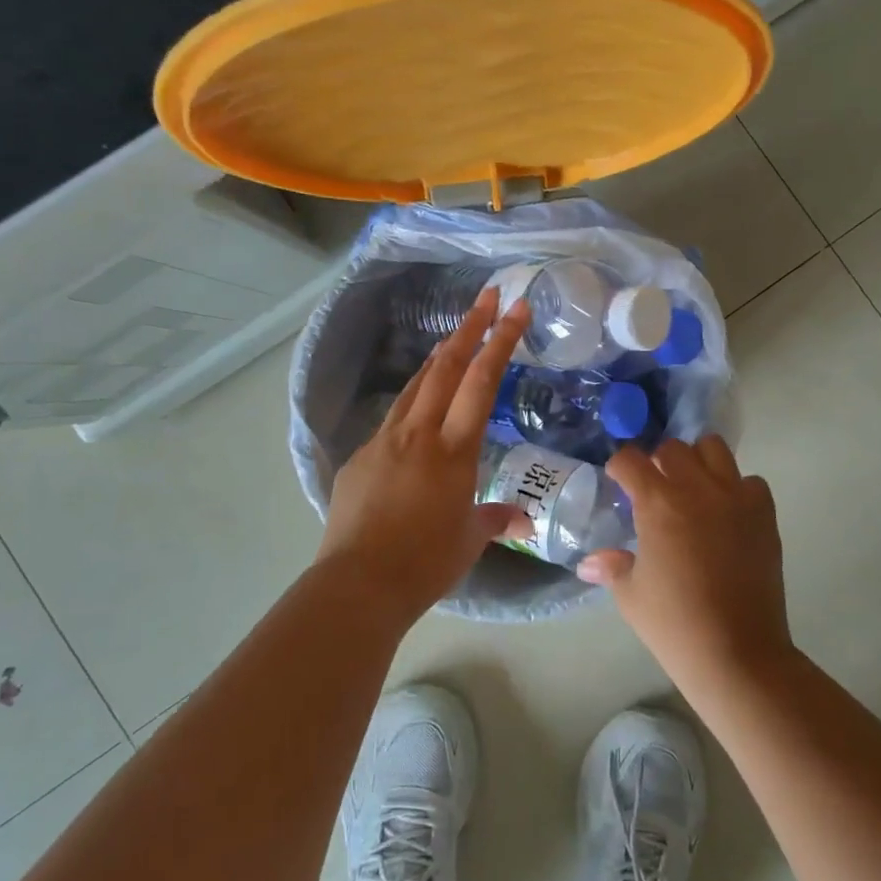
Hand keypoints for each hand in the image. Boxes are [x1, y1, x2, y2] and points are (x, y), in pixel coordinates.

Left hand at [315, 289, 531, 627]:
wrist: (359, 584)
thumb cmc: (425, 563)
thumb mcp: (469, 540)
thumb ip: (495, 518)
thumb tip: (522, 519)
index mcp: (454, 450)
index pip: (482, 382)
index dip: (500, 340)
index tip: (516, 309)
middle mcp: (419, 434)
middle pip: (446, 366)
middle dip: (469, 326)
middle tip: (488, 297)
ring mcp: (385, 441)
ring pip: (416, 385)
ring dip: (439, 357)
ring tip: (455, 337)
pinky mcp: (360, 457)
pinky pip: (393, 419)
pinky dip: (413, 402)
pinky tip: (417, 412)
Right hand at [579, 436, 793, 692]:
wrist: (738, 654)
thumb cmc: (675, 625)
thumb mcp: (631, 595)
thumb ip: (611, 567)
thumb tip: (589, 563)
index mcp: (658, 503)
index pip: (630, 460)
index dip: (620, 467)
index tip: (618, 482)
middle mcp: (697, 489)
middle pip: (673, 447)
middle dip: (658, 461)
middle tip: (655, 488)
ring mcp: (735, 498)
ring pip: (714, 449)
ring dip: (698, 462)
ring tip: (693, 490)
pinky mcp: (764, 515)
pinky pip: (750, 482)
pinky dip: (737, 489)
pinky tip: (727, 514)